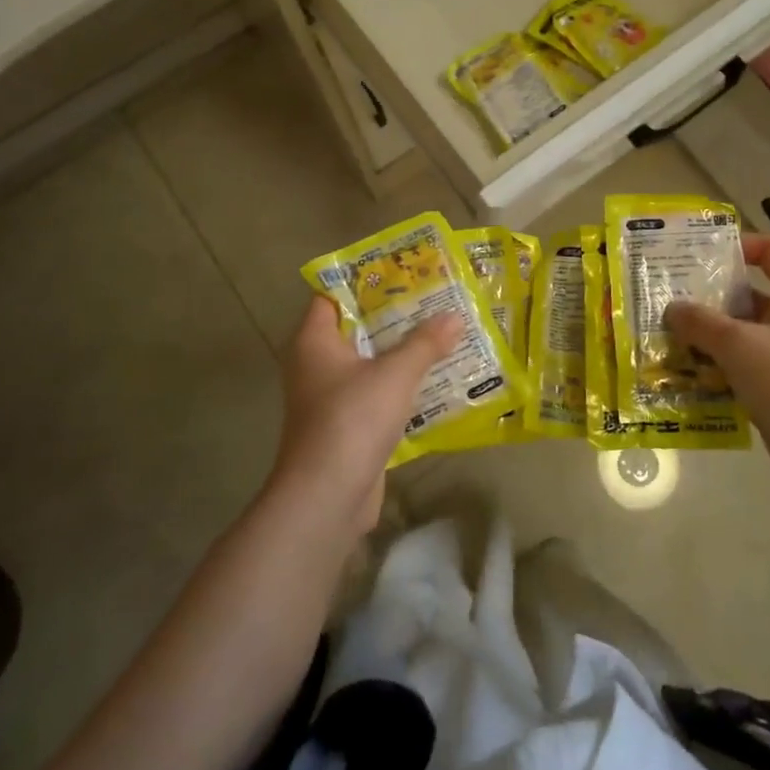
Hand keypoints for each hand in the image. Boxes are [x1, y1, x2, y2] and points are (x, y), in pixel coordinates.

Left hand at [271, 297, 461, 534]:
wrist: (327, 496)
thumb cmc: (352, 419)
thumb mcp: (395, 374)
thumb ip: (425, 343)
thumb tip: (454, 315)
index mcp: (314, 341)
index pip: (332, 297)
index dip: (364, 282)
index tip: (401, 273)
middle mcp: (315, 365)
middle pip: (356, 330)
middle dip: (393, 317)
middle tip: (433, 300)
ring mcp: (329, 398)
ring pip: (368, 364)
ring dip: (399, 354)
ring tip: (441, 334)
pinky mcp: (345, 427)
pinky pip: (375, 395)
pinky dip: (399, 387)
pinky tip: (434, 380)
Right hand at [665, 233, 769, 499]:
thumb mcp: (739, 344)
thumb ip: (701, 322)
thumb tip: (672, 308)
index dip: (742, 245)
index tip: (701, 254)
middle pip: (750, 295)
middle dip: (709, 297)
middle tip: (667, 299)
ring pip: (742, 337)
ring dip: (707, 338)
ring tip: (664, 338)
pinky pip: (742, 371)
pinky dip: (716, 371)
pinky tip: (683, 378)